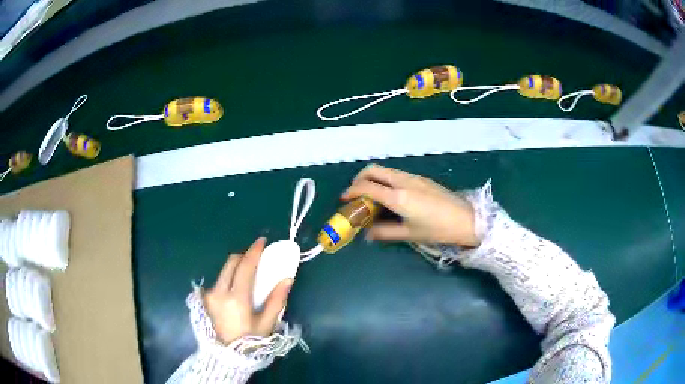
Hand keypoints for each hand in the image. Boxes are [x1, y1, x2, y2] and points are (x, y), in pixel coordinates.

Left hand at [204, 237, 292, 343]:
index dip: (254, 251)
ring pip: (223, 270)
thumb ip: (277, 299)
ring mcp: (210, 295)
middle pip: (231, 262)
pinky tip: (235, 289)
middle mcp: (219, 291)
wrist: (226, 356)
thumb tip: (287, 278)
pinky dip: (228, 278)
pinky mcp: (205, 299)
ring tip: (247, 275)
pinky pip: (218, 281)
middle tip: (256, 259)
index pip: (245, 266)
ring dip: (236, 267)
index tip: (262, 241)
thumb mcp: (267, 323)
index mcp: (237, 298)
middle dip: (244, 256)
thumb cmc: (250, 341)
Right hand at [342, 165, 478, 246]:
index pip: (366, 187)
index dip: (351, 191)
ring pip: (386, 170)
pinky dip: (386, 181)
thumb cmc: (437, 230)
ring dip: (374, 179)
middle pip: (374, 170)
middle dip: (359, 178)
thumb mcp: (409, 234)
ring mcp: (413, 178)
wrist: (466, 219)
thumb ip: (384, 232)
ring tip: (372, 197)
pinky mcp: (421, 179)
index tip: (344, 199)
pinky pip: (397, 174)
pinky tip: (391, 196)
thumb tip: (367, 234)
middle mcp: (403, 181)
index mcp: (397, 196)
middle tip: (355, 193)